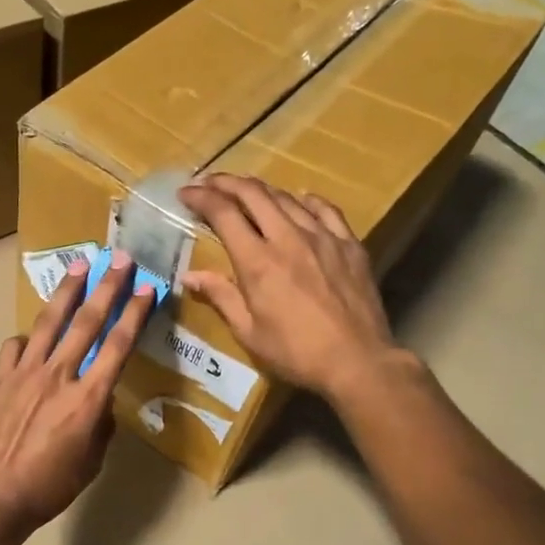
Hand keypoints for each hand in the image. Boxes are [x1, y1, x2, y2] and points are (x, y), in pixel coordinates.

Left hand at [0, 252, 154, 534]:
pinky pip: (14, 347)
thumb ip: (100, 424)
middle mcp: (59, 375)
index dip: (135, 314)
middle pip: (87, 322)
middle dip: (107, 287)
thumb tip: (99, 402)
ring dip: (66, 292)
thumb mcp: (91, 461)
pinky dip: (26, 339)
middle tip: (120, 259)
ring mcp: (25, 373)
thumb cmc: (50, 486)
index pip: (118, 346)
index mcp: (88, 399)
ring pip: (49, 323)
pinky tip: (30, 339)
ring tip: (78, 265)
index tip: (147, 289)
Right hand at [179, 174, 408, 401]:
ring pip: (287, 198)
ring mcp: (322, 237)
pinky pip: (325, 209)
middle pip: (254, 194)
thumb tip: (190, 276)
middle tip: (209, 184)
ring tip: (246, 193)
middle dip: (226, 183)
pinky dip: (306, 200)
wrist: (358, 361)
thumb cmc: (296, 353)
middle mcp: (288, 238)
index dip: (201, 197)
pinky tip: (300, 200)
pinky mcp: (349, 244)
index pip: (224, 213)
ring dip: (261, 190)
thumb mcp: (249, 332)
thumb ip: (221, 297)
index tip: (186, 193)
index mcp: (258, 261)